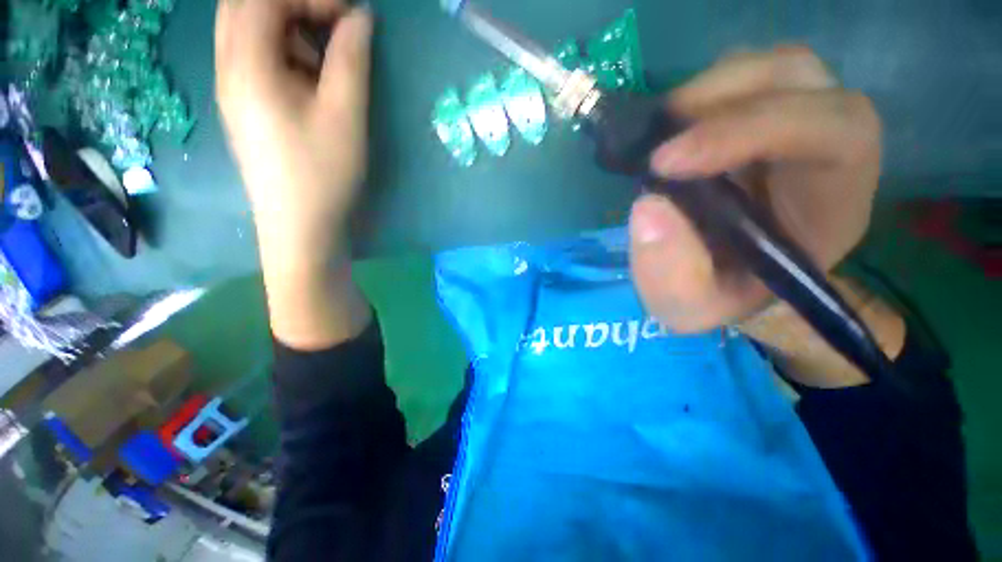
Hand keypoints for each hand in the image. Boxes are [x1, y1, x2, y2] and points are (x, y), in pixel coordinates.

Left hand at [215, 0, 372, 262]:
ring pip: (247, 31)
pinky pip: (254, 58)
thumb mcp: (345, 116)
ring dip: (287, 26)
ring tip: (326, 52)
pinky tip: (310, 77)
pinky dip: (283, 50)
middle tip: (335, 24)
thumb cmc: (323, 173)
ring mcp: (231, 88)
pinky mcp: (244, 107)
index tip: (352, 14)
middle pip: (245, 7)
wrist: (300, 226)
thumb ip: (351, 61)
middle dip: (293, 5)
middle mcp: (228, 68)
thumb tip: (360, 19)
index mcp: (247, 65)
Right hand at [629, 47, 880, 333]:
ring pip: (771, 68)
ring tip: (659, 133)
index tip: (665, 164)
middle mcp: (827, 147)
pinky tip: (670, 130)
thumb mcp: (689, 305)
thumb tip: (649, 207)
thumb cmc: (717, 295)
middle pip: (801, 78)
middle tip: (656, 139)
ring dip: (708, 91)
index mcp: (834, 201)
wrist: (720, 279)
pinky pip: (742, 77)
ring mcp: (794, 123)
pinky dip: (700, 94)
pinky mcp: (760, 118)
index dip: (749, 130)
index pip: (832, 131)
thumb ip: (671, 273)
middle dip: (721, 99)